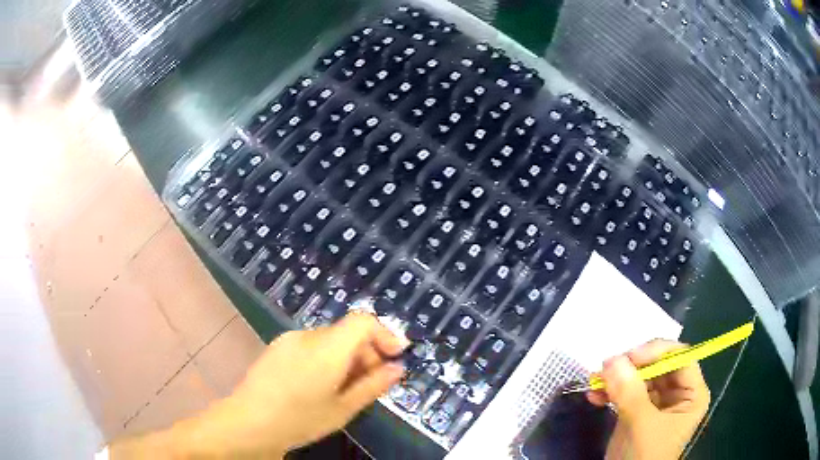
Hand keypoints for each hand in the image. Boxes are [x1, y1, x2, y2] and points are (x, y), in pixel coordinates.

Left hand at [112, 313, 407, 458]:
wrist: (249, 422)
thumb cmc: (300, 419)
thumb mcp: (344, 408)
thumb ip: (373, 385)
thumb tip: (397, 369)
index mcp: (328, 349)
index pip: (363, 321)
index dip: (384, 334)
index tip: (395, 356)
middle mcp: (308, 336)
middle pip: (347, 332)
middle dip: (366, 353)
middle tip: (370, 383)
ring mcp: (289, 339)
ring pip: (330, 340)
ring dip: (345, 358)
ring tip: (343, 389)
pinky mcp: (278, 347)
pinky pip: (311, 345)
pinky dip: (325, 358)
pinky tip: (318, 385)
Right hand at [587, 340, 710, 459]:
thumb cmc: (645, 455)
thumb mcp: (641, 425)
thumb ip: (630, 392)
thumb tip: (612, 359)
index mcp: (691, 393)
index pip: (680, 357)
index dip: (657, 352)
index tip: (629, 357)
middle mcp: (677, 393)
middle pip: (658, 365)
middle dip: (631, 366)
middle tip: (606, 368)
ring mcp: (656, 402)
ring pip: (639, 377)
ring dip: (616, 378)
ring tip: (595, 382)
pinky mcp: (637, 411)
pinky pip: (625, 392)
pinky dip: (609, 392)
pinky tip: (594, 396)